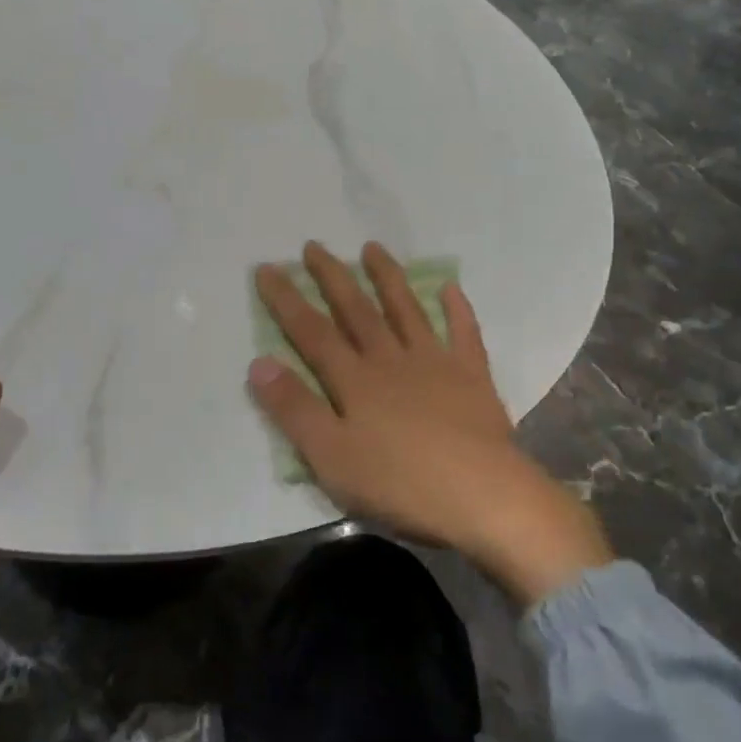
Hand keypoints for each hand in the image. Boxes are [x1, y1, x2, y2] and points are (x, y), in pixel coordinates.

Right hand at [249, 242, 611, 605]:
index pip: (311, 332)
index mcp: (355, 380)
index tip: (267, 268)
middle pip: (356, 310)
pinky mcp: (472, 376)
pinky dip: (457, 309)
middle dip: (332, 277)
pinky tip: (450, 287)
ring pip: (406, 310)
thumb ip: (294, 408)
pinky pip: (463, 333)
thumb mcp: (330, 456)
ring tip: (373, 248)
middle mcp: (391, 359)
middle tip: (314, 246)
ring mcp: (435, 363)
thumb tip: (260, 362)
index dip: (287, 300)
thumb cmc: (399, 482)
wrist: (481, 495)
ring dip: (388, 278)